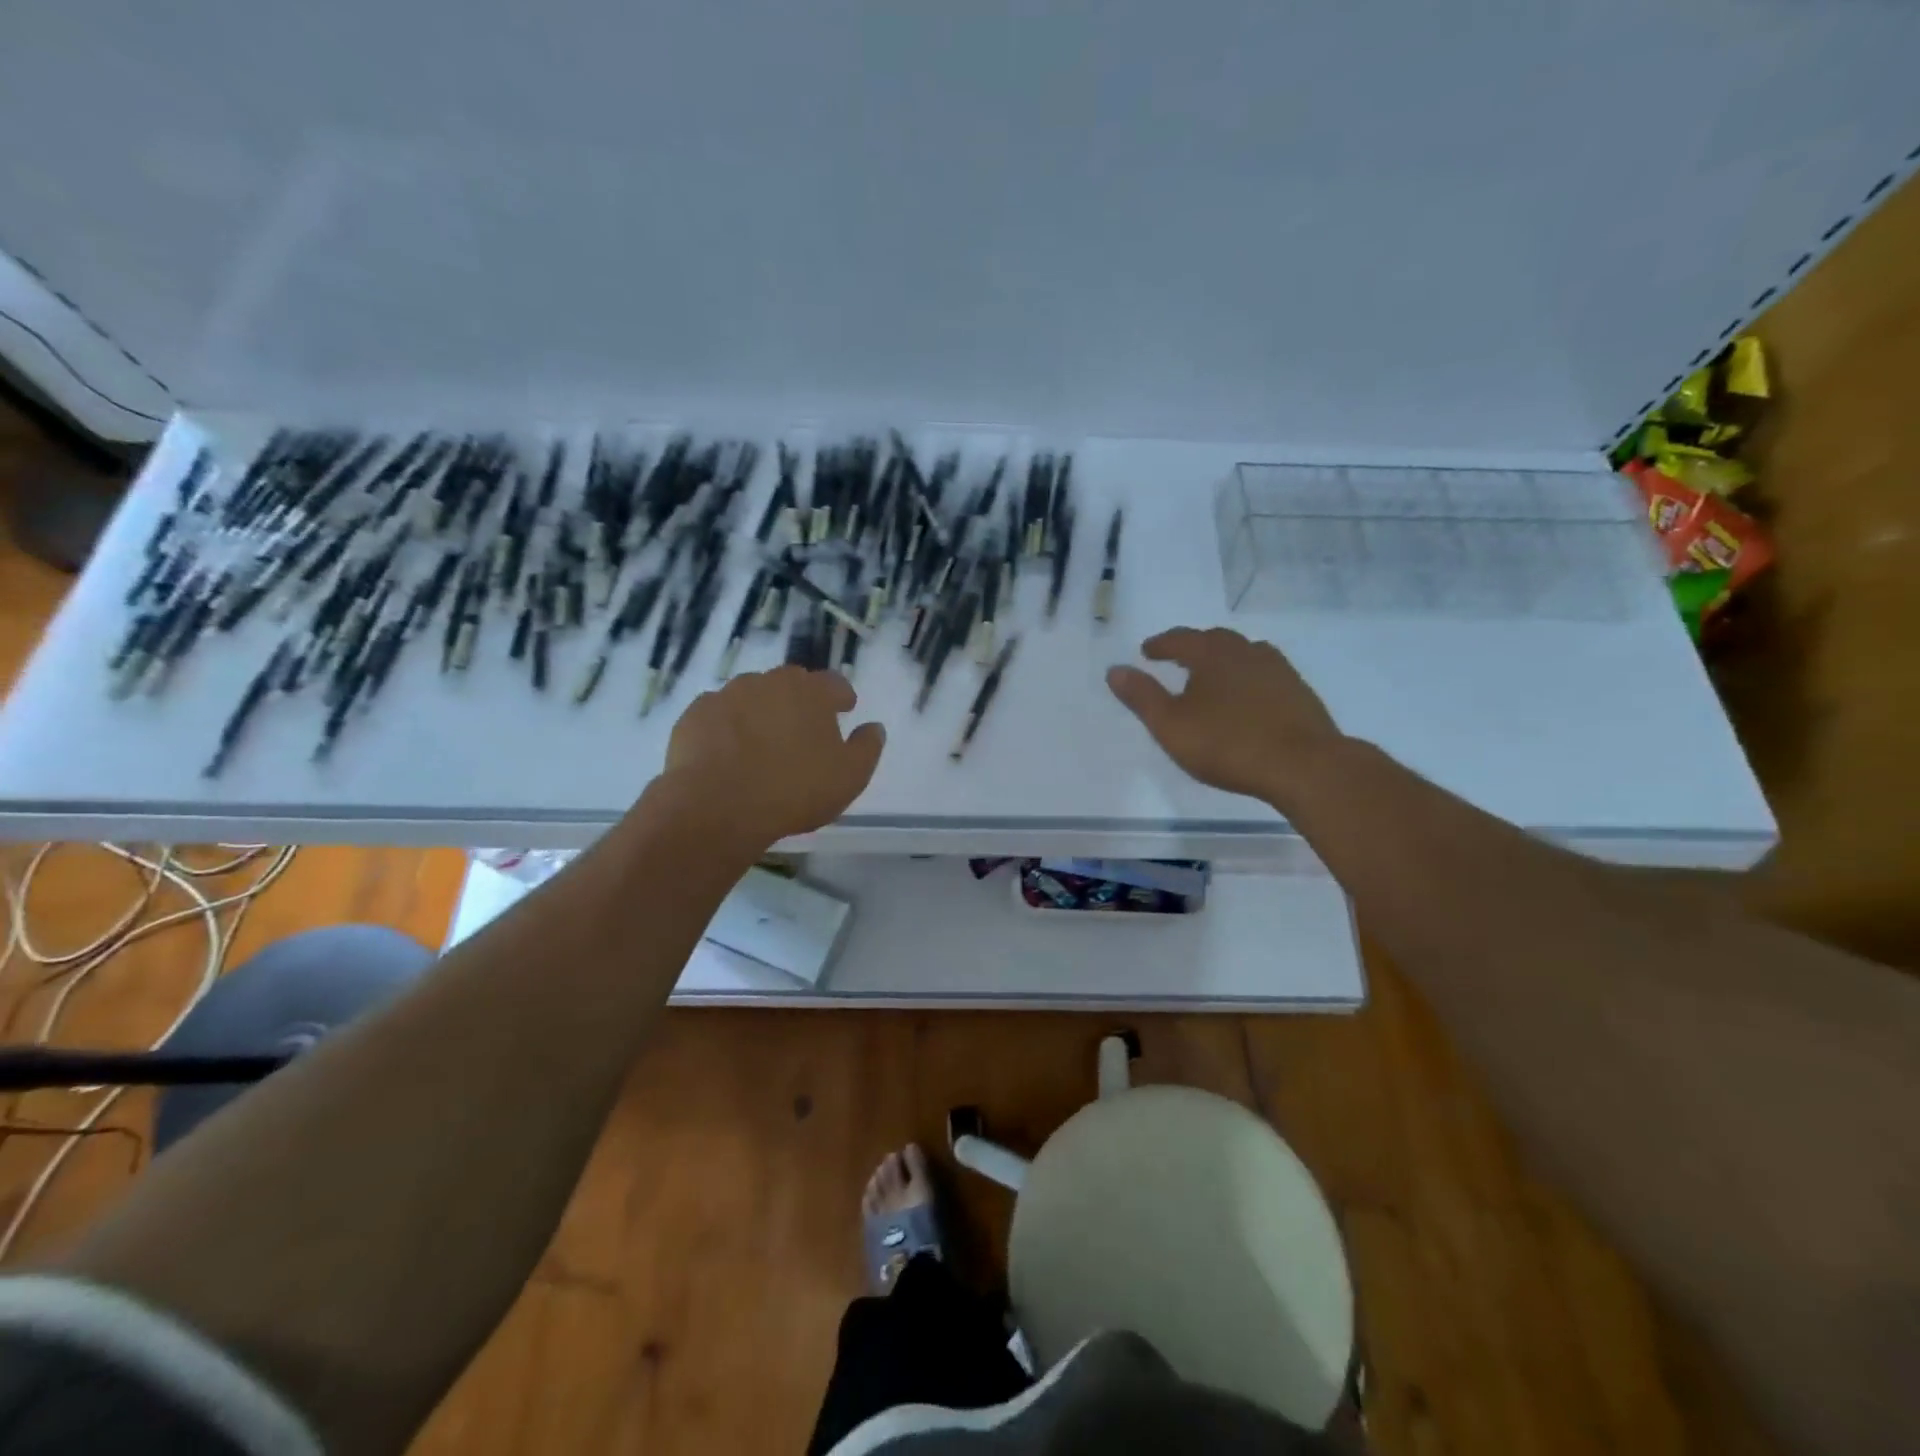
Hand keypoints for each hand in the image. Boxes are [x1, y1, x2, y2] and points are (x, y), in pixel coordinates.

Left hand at [660, 666, 885, 846]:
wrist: (716, 806)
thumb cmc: (793, 790)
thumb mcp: (849, 777)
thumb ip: (867, 748)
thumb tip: (874, 728)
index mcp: (810, 692)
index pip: (834, 683)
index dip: (842, 696)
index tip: (845, 709)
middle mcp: (769, 682)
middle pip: (791, 684)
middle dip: (801, 701)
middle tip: (804, 729)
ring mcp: (727, 695)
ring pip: (752, 696)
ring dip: (762, 712)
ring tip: (763, 742)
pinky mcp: (695, 715)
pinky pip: (719, 714)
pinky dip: (728, 727)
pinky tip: (728, 752)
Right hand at [1107, 627, 1344, 805]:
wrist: (1304, 765)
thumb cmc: (1227, 743)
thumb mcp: (1171, 725)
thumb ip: (1142, 696)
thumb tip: (1114, 670)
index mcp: (1213, 654)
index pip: (1181, 639)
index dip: (1161, 644)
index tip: (1147, 651)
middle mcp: (1247, 652)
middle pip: (1216, 640)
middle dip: (1194, 647)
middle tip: (1179, 659)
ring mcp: (1278, 670)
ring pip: (1245, 655)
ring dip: (1224, 661)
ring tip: (1212, 678)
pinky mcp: (1299, 692)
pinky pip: (1265, 675)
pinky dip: (1248, 679)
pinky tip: (1247, 699)